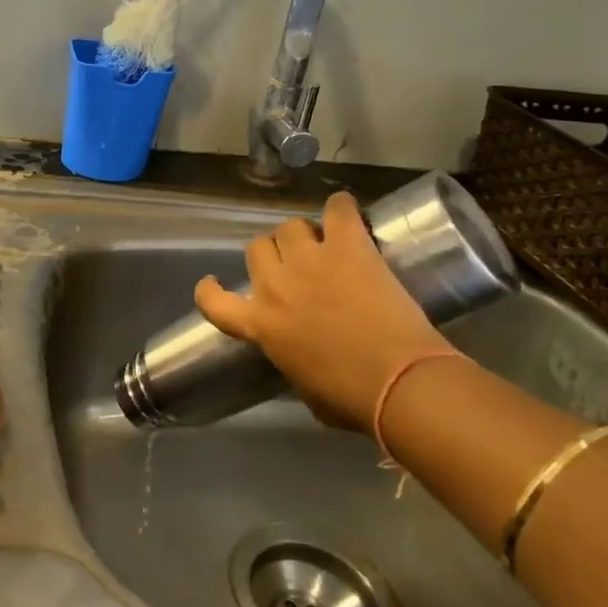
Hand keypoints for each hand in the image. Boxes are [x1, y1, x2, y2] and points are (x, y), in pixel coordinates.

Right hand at [194, 191, 454, 432]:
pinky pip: (338, 210)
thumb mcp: (304, 388)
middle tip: (294, 266)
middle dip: (272, 255)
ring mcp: (310, 261)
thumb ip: (291, 360)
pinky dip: (341, 208)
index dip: (209, 290)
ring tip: (323, 243)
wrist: (398, 380)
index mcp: (260, 325)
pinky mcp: (348, 247)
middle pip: (256, 248)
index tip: (212, 283)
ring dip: (302, 234)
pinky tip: (346, 211)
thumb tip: (301, 356)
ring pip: (290, 226)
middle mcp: (275, 287)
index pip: (214, 302)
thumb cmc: (351, 399)